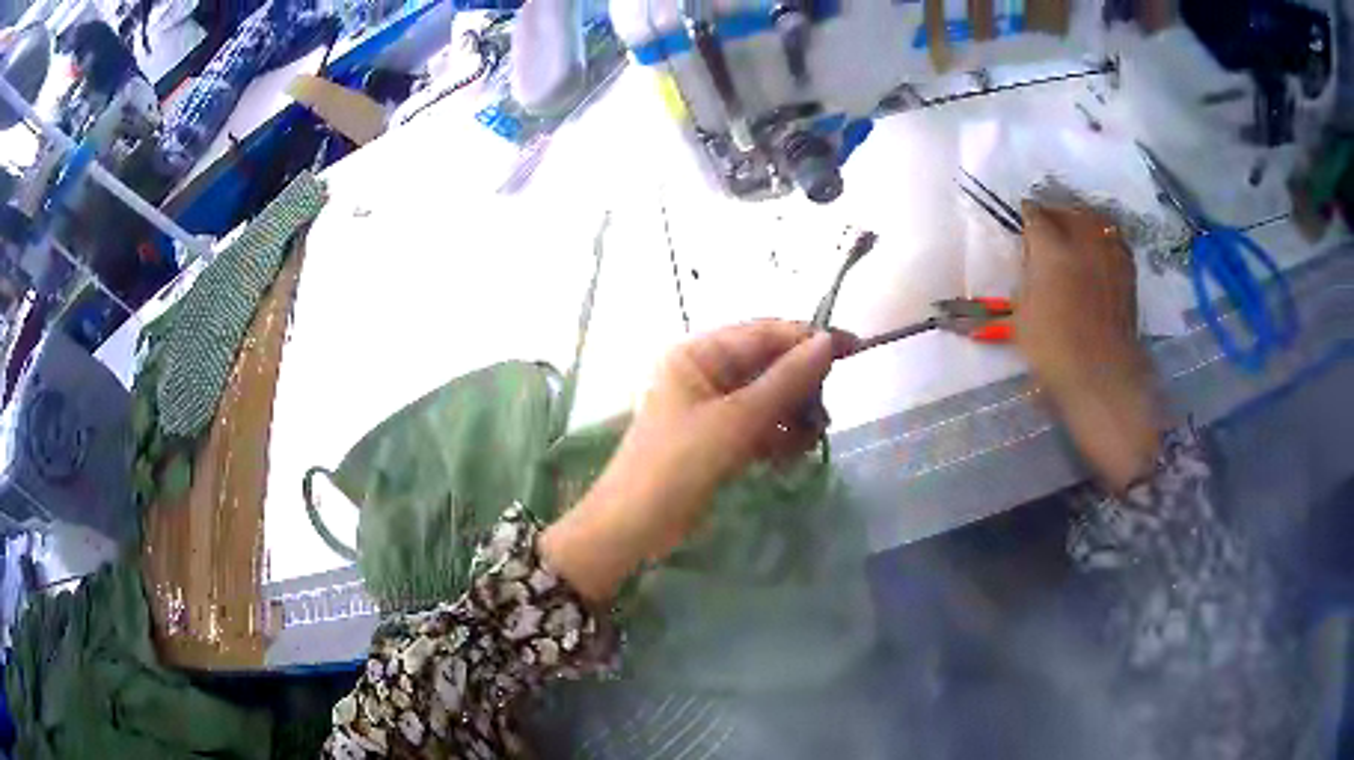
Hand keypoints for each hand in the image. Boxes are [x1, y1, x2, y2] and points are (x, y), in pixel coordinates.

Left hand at [540, 321, 850, 601]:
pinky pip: (760, 425)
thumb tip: (828, 341)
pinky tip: (790, 458)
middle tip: (824, 418)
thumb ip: (786, 380)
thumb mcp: (737, 420)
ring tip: (808, 443)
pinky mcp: (718, 437)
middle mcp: (705, 371)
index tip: (855, 349)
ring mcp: (711, 406)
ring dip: (793, 417)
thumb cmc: (679, 464)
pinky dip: (778, 437)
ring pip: (769, 398)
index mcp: (699, 353)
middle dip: (802, 389)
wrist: (635, 525)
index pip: (765, 333)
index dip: (810, 339)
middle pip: (770, 366)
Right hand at [1016, 203, 1164, 490]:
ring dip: (1083, 219)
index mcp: (1051, 248)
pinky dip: (1104, 238)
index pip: (1035, 215)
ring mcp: (1109, 253)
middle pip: (1068, 210)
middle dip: (1056, 211)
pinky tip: (1099, 250)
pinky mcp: (1128, 270)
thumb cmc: (1053, 349)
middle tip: (1048, 220)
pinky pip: (1114, 239)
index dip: (1027, 214)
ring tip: (1076, 229)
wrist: (1102, 374)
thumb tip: (1033, 263)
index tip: (1023, 217)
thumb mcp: (1022, 314)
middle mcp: (1082, 240)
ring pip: (1095, 219)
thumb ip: (1027, 278)